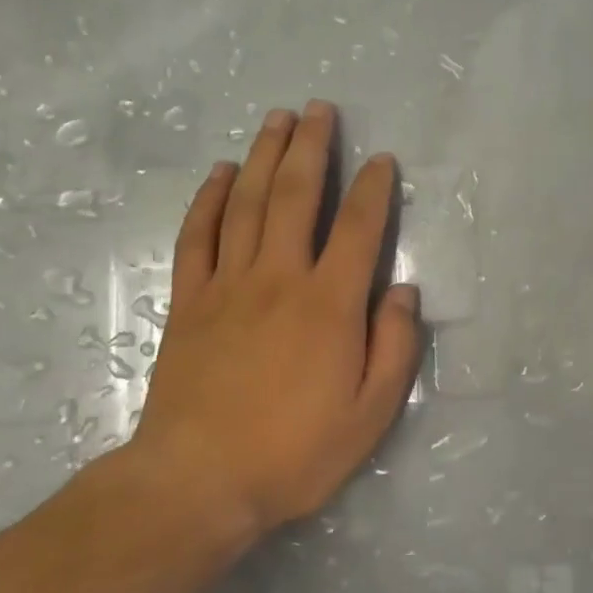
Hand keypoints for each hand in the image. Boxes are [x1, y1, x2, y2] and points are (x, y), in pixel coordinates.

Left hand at [125, 100, 420, 540]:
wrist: (198, 482)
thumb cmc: (295, 452)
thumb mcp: (371, 414)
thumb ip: (394, 347)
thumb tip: (403, 292)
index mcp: (329, 305)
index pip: (357, 229)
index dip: (372, 188)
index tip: (380, 160)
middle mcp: (279, 279)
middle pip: (294, 197)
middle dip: (310, 148)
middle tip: (319, 109)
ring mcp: (228, 286)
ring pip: (245, 204)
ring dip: (262, 156)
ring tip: (276, 119)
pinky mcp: (189, 302)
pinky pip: (197, 237)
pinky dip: (208, 199)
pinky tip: (218, 173)